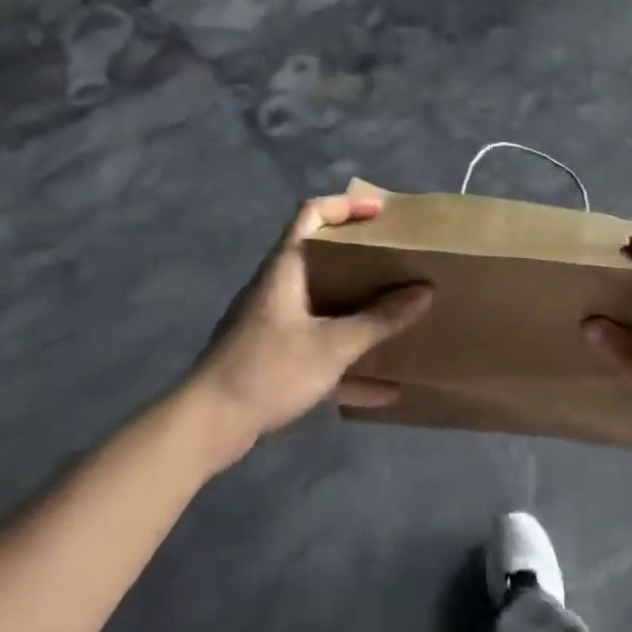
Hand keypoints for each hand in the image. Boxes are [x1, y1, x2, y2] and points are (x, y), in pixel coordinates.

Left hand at [192, 195, 431, 455]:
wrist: (206, 427)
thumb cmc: (268, 369)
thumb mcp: (332, 345)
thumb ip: (380, 320)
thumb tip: (425, 291)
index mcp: (286, 268)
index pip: (312, 213)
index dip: (347, 205)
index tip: (382, 212)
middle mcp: (279, 288)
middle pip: (323, 257)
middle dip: (362, 258)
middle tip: (398, 261)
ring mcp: (275, 324)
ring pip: (324, 304)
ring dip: (359, 309)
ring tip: (397, 313)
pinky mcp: (275, 359)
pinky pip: (321, 349)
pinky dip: (349, 362)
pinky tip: (385, 388)